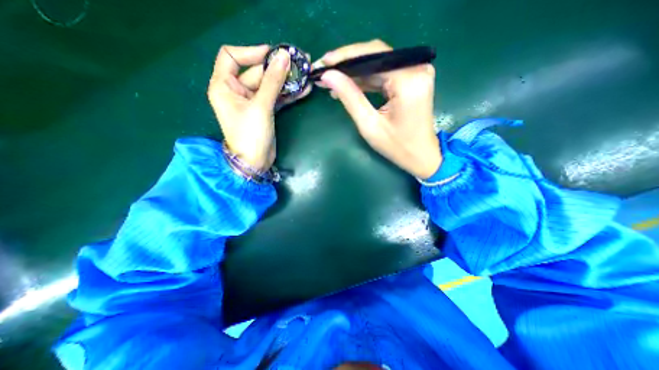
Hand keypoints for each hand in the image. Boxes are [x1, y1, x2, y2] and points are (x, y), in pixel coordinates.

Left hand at [208, 44, 311, 169]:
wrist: (255, 162)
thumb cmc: (250, 135)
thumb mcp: (260, 106)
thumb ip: (272, 81)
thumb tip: (284, 56)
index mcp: (224, 86)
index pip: (232, 56)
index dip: (252, 52)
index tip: (273, 54)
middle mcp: (236, 91)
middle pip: (257, 72)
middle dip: (277, 68)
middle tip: (300, 62)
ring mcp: (252, 102)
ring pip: (269, 85)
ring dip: (286, 81)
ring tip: (306, 74)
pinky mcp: (264, 111)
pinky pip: (276, 98)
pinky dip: (288, 94)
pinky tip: (303, 90)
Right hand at [315, 38, 438, 177]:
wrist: (421, 156)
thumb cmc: (397, 146)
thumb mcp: (369, 125)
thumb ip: (350, 97)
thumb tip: (328, 76)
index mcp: (408, 80)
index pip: (373, 54)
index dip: (344, 57)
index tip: (323, 63)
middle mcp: (416, 68)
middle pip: (375, 56)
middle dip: (347, 64)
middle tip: (324, 72)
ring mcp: (416, 72)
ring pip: (378, 64)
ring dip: (354, 73)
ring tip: (332, 81)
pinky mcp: (412, 80)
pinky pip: (384, 74)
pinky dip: (366, 80)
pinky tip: (349, 86)